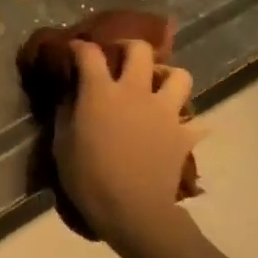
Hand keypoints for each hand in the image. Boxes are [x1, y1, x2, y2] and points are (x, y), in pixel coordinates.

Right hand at [53, 40, 202, 245]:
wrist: (133, 210)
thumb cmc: (88, 176)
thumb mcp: (62, 143)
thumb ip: (66, 111)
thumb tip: (71, 94)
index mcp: (101, 92)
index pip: (90, 53)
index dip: (80, 47)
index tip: (74, 50)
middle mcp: (136, 92)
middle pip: (141, 51)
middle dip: (129, 47)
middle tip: (120, 58)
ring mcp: (165, 111)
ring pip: (179, 75)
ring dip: (167, 77)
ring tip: (157, 88)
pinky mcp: (184, 134)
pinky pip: (195, 121)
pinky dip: (187, 122)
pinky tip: (175, 129)